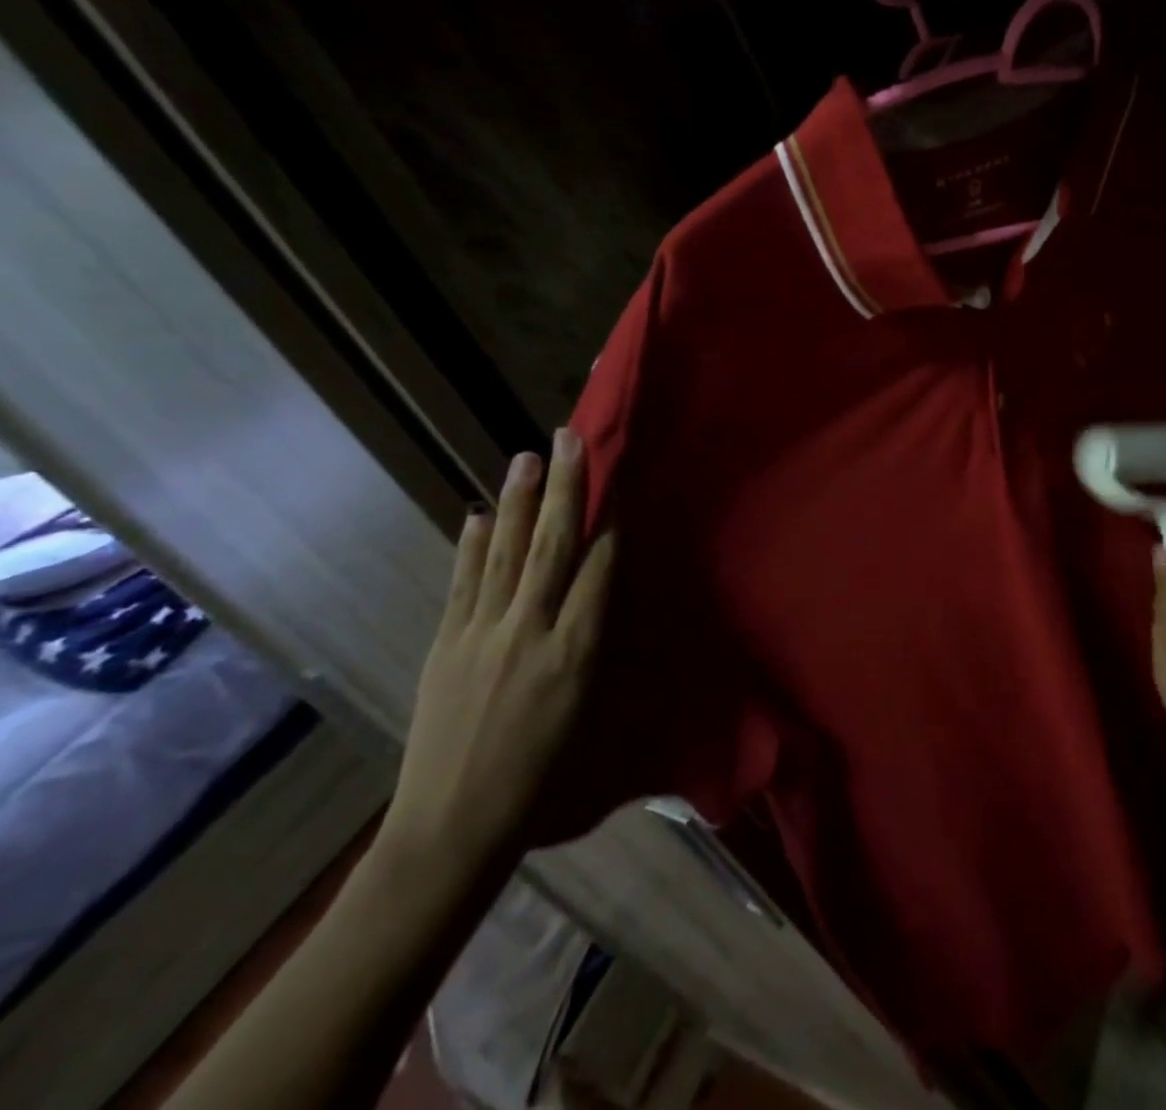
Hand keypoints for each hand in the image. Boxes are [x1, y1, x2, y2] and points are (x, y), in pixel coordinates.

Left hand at [382, 428, 615, 870]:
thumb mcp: (592, 713)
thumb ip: (600, 648)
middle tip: (570, 439)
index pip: (599, 570)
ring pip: (507, 554)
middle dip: (566, 489)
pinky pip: (463, 585)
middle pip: (553, 546)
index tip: (618, 482)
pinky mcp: (446, 646)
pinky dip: (473, 547)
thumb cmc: (545, 778)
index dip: (609, 523)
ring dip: (520, 501)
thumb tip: (605, 596)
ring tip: (527, 456)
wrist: (453, 828)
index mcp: (577, 653)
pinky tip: (480, 515)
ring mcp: (482, 636)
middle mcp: (531, 632)